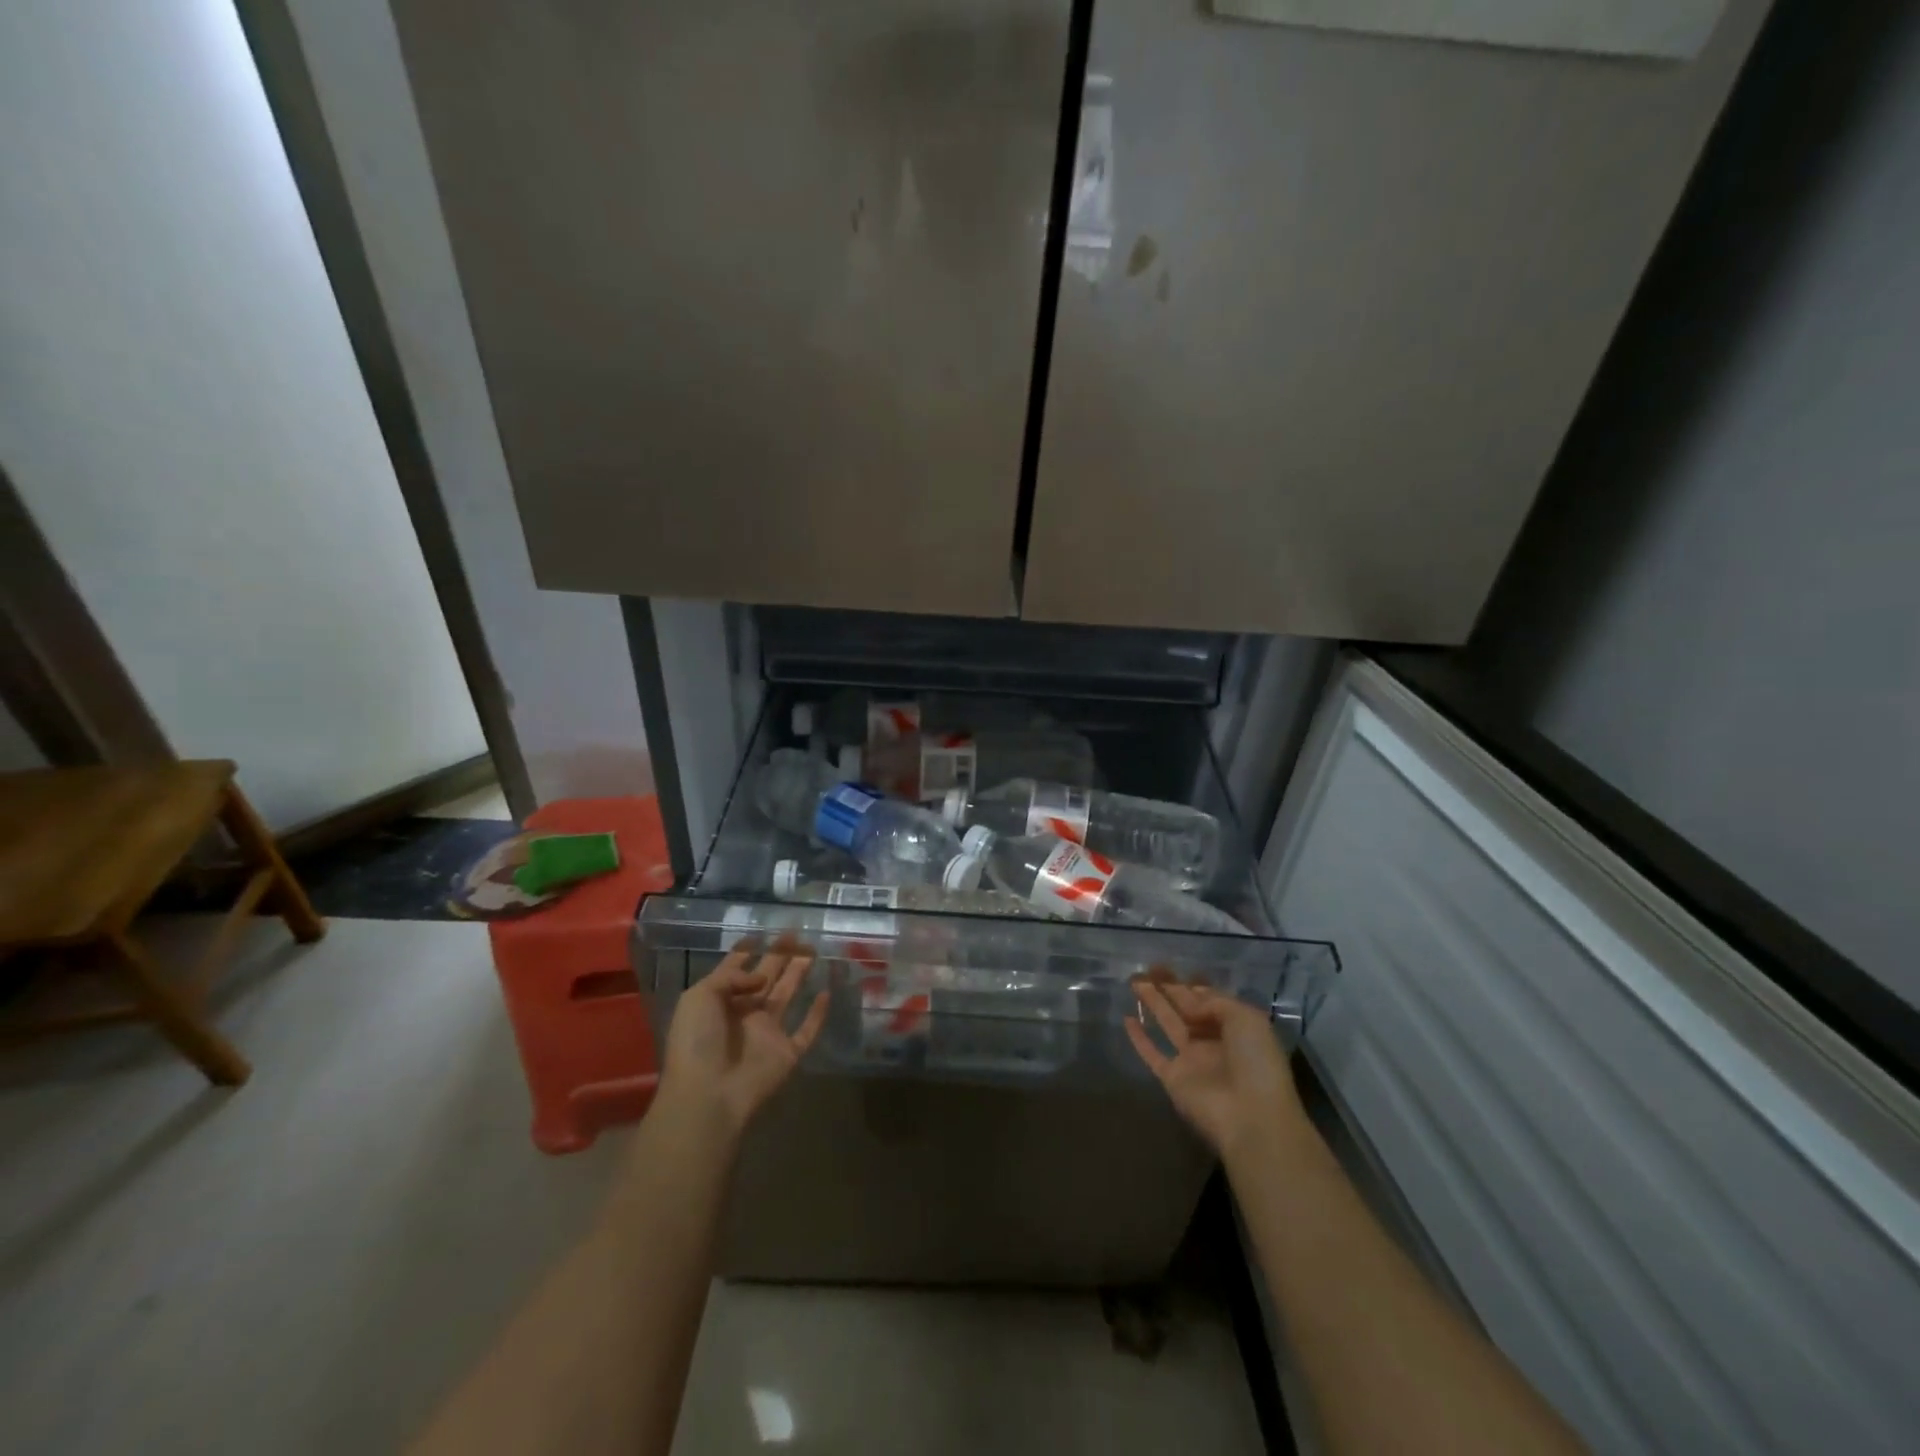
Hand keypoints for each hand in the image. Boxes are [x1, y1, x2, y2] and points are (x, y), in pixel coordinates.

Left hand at [659, 942, 828, 1137]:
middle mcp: (744, 1013)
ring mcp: (767, 1033)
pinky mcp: (787, 1052)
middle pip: (766, 977)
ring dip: (798, 974)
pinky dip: (818, 1014)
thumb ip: (731, 977)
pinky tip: (827, 993)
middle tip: (797, 934)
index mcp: (719, 1001)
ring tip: (813, 950)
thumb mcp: (700, 996)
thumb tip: (762, 978)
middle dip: (780, 955)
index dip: (747, 951)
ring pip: (787, 996)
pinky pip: (807, 1030)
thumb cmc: (697, 1041)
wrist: (709, 1094)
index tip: (761, 933)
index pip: (735, 970)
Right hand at [1125, 977, 1307, 1158]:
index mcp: (1236, 1027)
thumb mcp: (1246, 1018)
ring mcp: (1192, 1060)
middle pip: (1186, 1008)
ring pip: (1168, 1024)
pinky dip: (1139, 1038)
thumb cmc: (1256, 1062)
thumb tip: (1189, 1003)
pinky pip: (1152, 1053)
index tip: (1171, 967)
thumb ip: (1214, 1002)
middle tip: (1147, 967)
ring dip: (1153, 1002)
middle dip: (1169, 987)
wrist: (1251, 1116)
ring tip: (1133, 981)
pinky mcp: (1172, 1078)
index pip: (1210, 999)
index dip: (1192, 983)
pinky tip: (1126, 1019)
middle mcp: (1213, 1041)